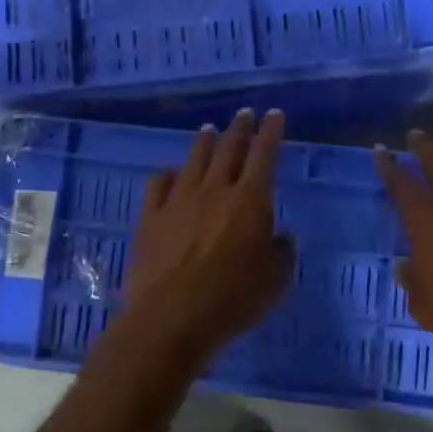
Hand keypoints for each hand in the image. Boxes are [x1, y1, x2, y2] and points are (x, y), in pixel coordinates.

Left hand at [121, 109, 294, 357]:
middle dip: (239, 129)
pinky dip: (168, 174)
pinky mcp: (150, 218)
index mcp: (250, 201)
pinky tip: (170, 173)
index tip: (274, 114)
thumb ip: (282, 252)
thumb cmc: (233, 300)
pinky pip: (158, 185)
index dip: (271, 132)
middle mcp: (214, 191)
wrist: (171, 318)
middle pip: (228, 150)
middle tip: (244, 113)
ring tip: (209, 130)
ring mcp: (178, 201)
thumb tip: (280, 236)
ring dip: (204, 143)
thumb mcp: (276, 281)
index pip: (264, 155)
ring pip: (194, 161)